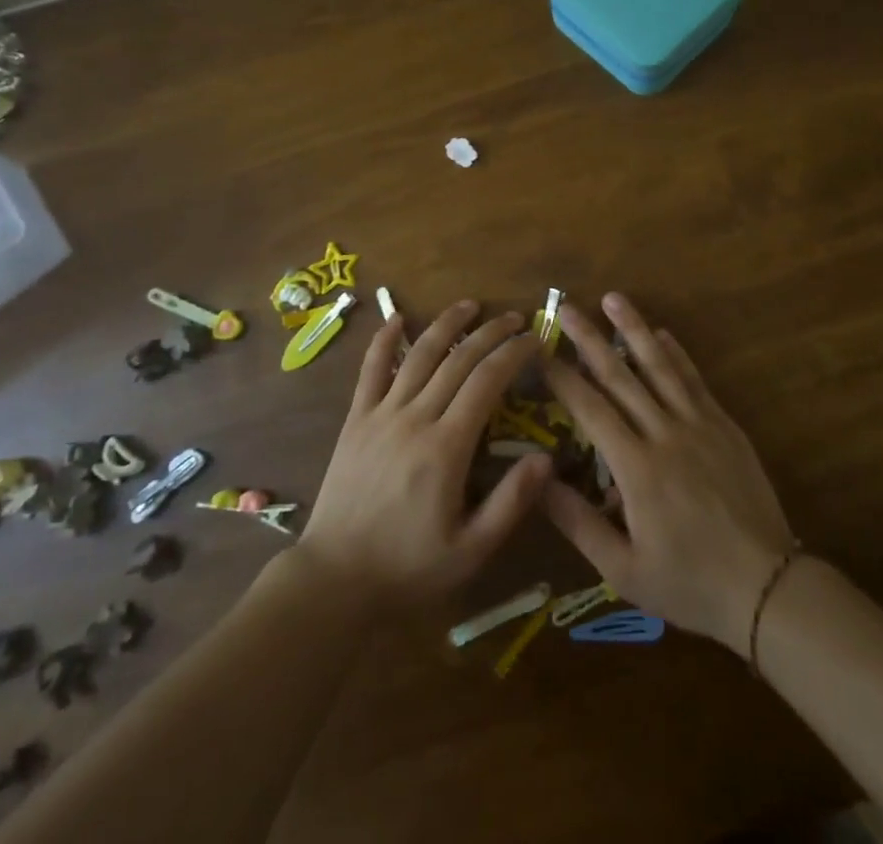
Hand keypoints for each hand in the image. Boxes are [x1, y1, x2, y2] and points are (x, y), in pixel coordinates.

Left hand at [299, 300, 550, 606]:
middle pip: (458, 359)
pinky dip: (384, 341)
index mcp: (447, 447)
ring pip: (418, 355)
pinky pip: (370, 370)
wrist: (335, 578)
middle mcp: (415, 418)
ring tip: (470, 305)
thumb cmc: (409, 567)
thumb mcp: (470, 550)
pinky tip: (397, 319)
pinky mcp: (355, 419)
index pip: (487, 382)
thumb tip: (547, 459)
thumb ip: (510, 502)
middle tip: (515, 318)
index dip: (513, 354)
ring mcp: (381, 414)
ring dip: (446, 325)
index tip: (535, 339)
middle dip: (490, 332)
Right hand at [540, 294, 796, 655]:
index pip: (590, 409)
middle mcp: (664, 434)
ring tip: (613, 298)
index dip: (562, 377)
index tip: (539, 350)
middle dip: (589, 338)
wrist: (766, 587)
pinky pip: (695, 381)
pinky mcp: (724, 427)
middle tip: (566, 306)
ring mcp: (698, 425)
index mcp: (636, 468)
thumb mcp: (623, 568)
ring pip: (659, 366)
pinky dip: (677, 354)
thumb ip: (578, 522)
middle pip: (620, 376)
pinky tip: (663, 333)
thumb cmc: (688, 582)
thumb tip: (537, 478)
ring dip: (634, 329)